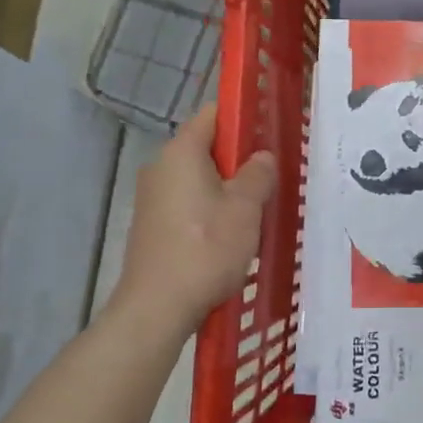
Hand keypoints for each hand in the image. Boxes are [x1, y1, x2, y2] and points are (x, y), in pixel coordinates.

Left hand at [113, 104, 276, 333]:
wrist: (156, 308)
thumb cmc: (206, 249)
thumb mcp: (245, 208)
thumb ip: (258, 174)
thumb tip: (261, 156)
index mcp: (181, 152)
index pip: (213, 114)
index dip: (243, 118)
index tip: (269, 134)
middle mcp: (160, 167)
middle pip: (206, 147)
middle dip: (239, 158)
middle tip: (270, 177)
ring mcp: (152, 197)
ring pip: (198, 178)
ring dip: (226, 187)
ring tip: (256, 209)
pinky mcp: (151, 225)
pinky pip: (187, 202)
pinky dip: (209, 208)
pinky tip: (229, 234)